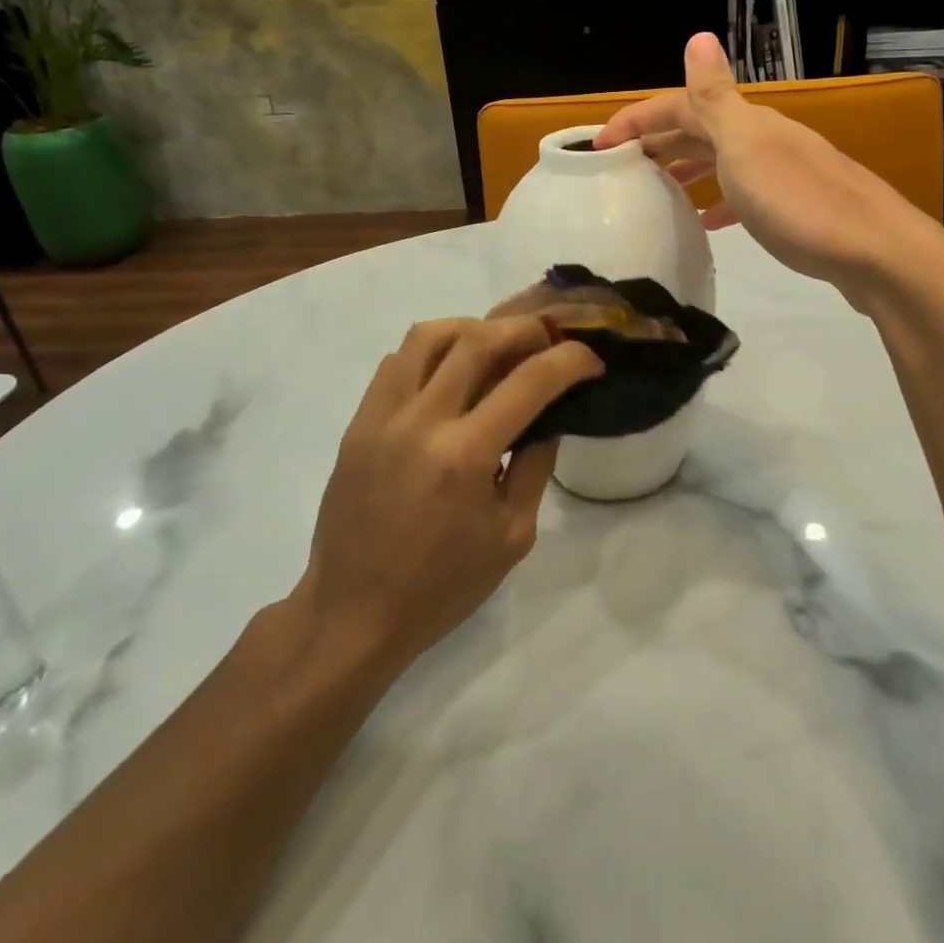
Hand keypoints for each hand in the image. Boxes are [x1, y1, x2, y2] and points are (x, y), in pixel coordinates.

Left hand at [300, 317, 603, 674]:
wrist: (353, 613)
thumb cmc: (442, 586)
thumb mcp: (512, 536)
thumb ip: (535, 466)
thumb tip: (547, 417)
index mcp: (465, 456)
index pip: (529, 382)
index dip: (570, 360)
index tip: (590, 360)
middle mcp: (421, 421)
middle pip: (477, 339)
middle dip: (525, 329)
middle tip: (548, 339)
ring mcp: (381, 416)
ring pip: (428, 335)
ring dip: (472, 328)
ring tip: (495, 347)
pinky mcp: (357, 423)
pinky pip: (396, 362)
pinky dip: (431, 353)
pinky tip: (449, 376)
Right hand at [595, 33, 943, 311]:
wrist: (879, 254)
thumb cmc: (801, 203)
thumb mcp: (747, 148)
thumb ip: (717, 98)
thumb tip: (698, 34)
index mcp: (747, 123)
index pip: (680, 105)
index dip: (636, 119)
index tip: (596, 146)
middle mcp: (764, 138)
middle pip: (700, 129)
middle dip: (656, 141)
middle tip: (618, 168)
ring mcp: (782, 172)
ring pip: (720, 161)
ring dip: (684, 167)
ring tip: (653, 189)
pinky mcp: (795, 207)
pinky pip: (742, 194)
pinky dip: (717, 200)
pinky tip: (706, 221)